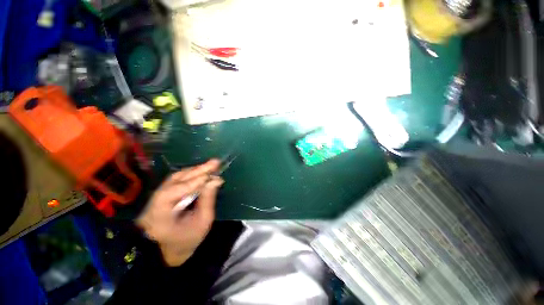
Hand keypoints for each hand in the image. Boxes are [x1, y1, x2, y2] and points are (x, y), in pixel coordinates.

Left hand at [136, 159, 223, 266]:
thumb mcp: (202, 222)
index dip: (196, 182)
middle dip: (197, 170)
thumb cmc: (188, 239)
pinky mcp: (162, 195)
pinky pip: (176, 181)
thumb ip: (208, 199)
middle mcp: (155, 202)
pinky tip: (201, 172)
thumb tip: (215, 180)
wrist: (169, 250)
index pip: (176, 191)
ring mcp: (156, 197)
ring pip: (175, 178)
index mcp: (160, 215)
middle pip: (176, 180)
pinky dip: (190, 175)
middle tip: (215, 162)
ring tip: (210, 166)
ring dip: (194, 170)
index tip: (214, 175)